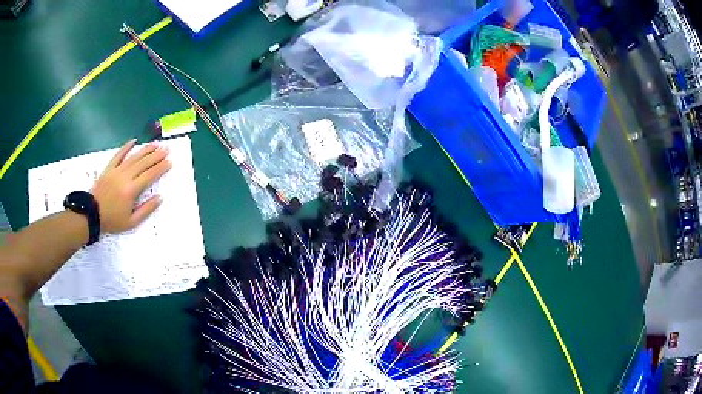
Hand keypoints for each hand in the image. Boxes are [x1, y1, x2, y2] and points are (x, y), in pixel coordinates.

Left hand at [91, 139, 171, 233]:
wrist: (91, 214)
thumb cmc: (112, 220)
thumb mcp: (131, 222)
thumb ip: (146, 209)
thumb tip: (160, 197)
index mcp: (131, 190)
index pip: (149, 175)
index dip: (160, 168)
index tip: (169, 162)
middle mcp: (125, 177)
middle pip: (143, 163)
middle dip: (156, 156)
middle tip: (166, 149)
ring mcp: (116, 171)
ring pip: (133, 157)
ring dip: (145, 150)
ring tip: (155, 144)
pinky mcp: (109, 168)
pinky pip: (118, 155)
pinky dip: (126, 147)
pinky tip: (134, 141)